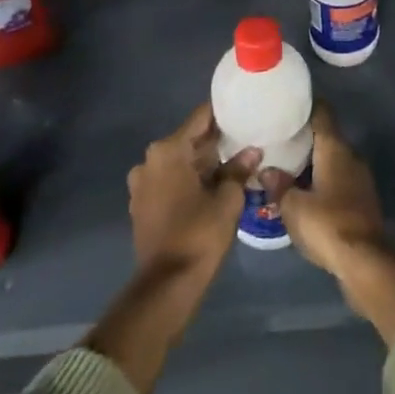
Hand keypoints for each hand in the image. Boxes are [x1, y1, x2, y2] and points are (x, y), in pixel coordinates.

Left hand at [127, 103, 260, 280]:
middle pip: (188, 139)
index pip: (200, 118)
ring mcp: (142, 184)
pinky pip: (169, 180)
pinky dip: (189, 178)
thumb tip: (252, 151)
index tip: (244, 108)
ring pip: (179, 161)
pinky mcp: (142, 204)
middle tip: (246, 136)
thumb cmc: (199, 234)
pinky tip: (213, 185)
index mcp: (168, 151)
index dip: (223, 113)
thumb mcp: (227, 199)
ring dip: (202, 161)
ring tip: (234, 161)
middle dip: (215, 140)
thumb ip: (238, 169)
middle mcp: (149, 160)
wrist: (168, 285)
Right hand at [267, 102, 385, 274]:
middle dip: (304, 136)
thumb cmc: (327, 224)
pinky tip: (303, 190)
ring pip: (332, 159)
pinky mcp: (361, 199)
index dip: (306, 105)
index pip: (322, 113)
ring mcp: (359, 178)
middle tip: (278, 138)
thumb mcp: (293, 207)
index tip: (287, 104)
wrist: (365, 261)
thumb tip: (267, 170)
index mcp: (335, 149)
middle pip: (326, 136)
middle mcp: (351, 156)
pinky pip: (337, 179)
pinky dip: (321, 179)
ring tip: (285, 165)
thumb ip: (279, 185)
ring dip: (312, 161)